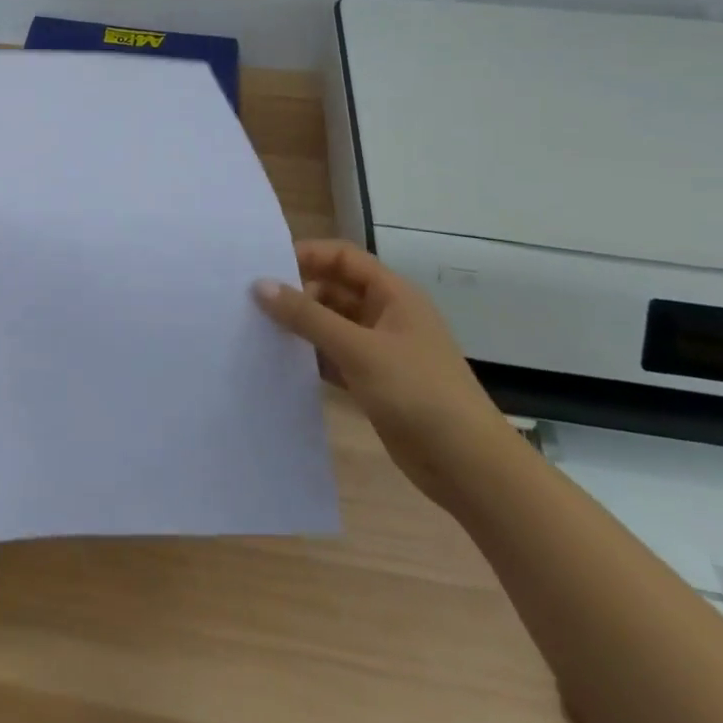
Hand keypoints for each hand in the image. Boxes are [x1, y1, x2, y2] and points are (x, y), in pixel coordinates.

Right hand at [254, 240, 516, 510]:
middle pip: (334, 289)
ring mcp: (381, 350)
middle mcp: (387, 315)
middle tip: (253, 302)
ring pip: (332, 325)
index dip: (307, 255)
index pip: (343, 258)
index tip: (265, 266)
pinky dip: (311, 357)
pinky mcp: (375, 382)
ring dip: (302, 326)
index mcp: (393, 295)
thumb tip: (260, 285)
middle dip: (298, 293)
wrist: (470, 467)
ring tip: (258, 330)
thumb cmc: (418, 393)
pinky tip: (281, 363)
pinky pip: (334, 357)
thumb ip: (308, 316)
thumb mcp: (359, 349)